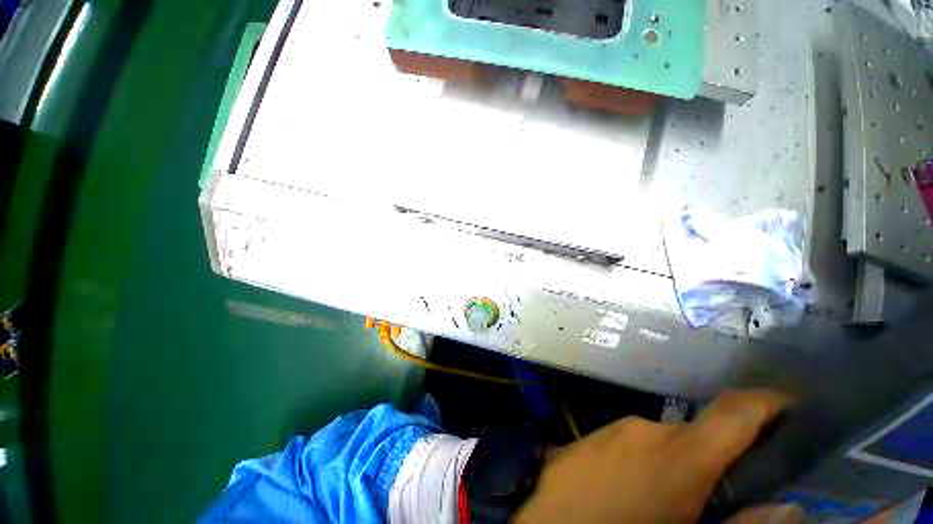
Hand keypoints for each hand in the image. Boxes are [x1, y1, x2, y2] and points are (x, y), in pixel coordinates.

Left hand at [514, 389, 801, 523]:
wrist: (538, 514)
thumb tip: (789, 508)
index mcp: (680, 455)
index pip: (734, 411)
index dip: (768, 402)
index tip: (792, 403)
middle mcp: (650, 429)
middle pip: (701, 436)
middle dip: (719, 462)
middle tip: (724, 496)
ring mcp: (618, 428)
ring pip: (667, 444)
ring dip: (681, 469)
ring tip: (672, 506)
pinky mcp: (597, 434)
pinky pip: (638, 445)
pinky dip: (651, 466)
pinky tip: (637, 495)